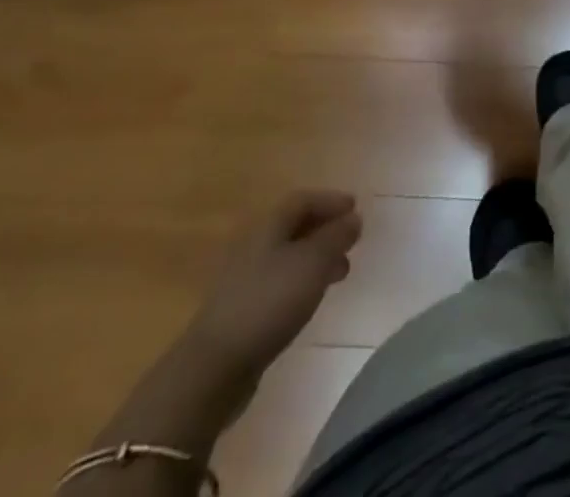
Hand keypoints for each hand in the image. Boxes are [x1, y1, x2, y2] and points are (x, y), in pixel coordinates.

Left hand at [183, 190, 362, 379]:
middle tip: (351, 241)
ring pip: (287, 257)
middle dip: (325, 230)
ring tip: (340, 273)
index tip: (356, 208)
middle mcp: (253, 246)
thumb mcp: (313, 263)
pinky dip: (301, 281)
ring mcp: (243, 280)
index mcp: (268, 227)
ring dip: (316, 258)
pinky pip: (279, 283)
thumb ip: (336, 237)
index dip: (330, 200)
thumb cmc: (269, 302)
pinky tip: (311, 299)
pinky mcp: (241, 311)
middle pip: (293, 227)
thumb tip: (353, 218)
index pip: (302, 200)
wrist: (213, 368)